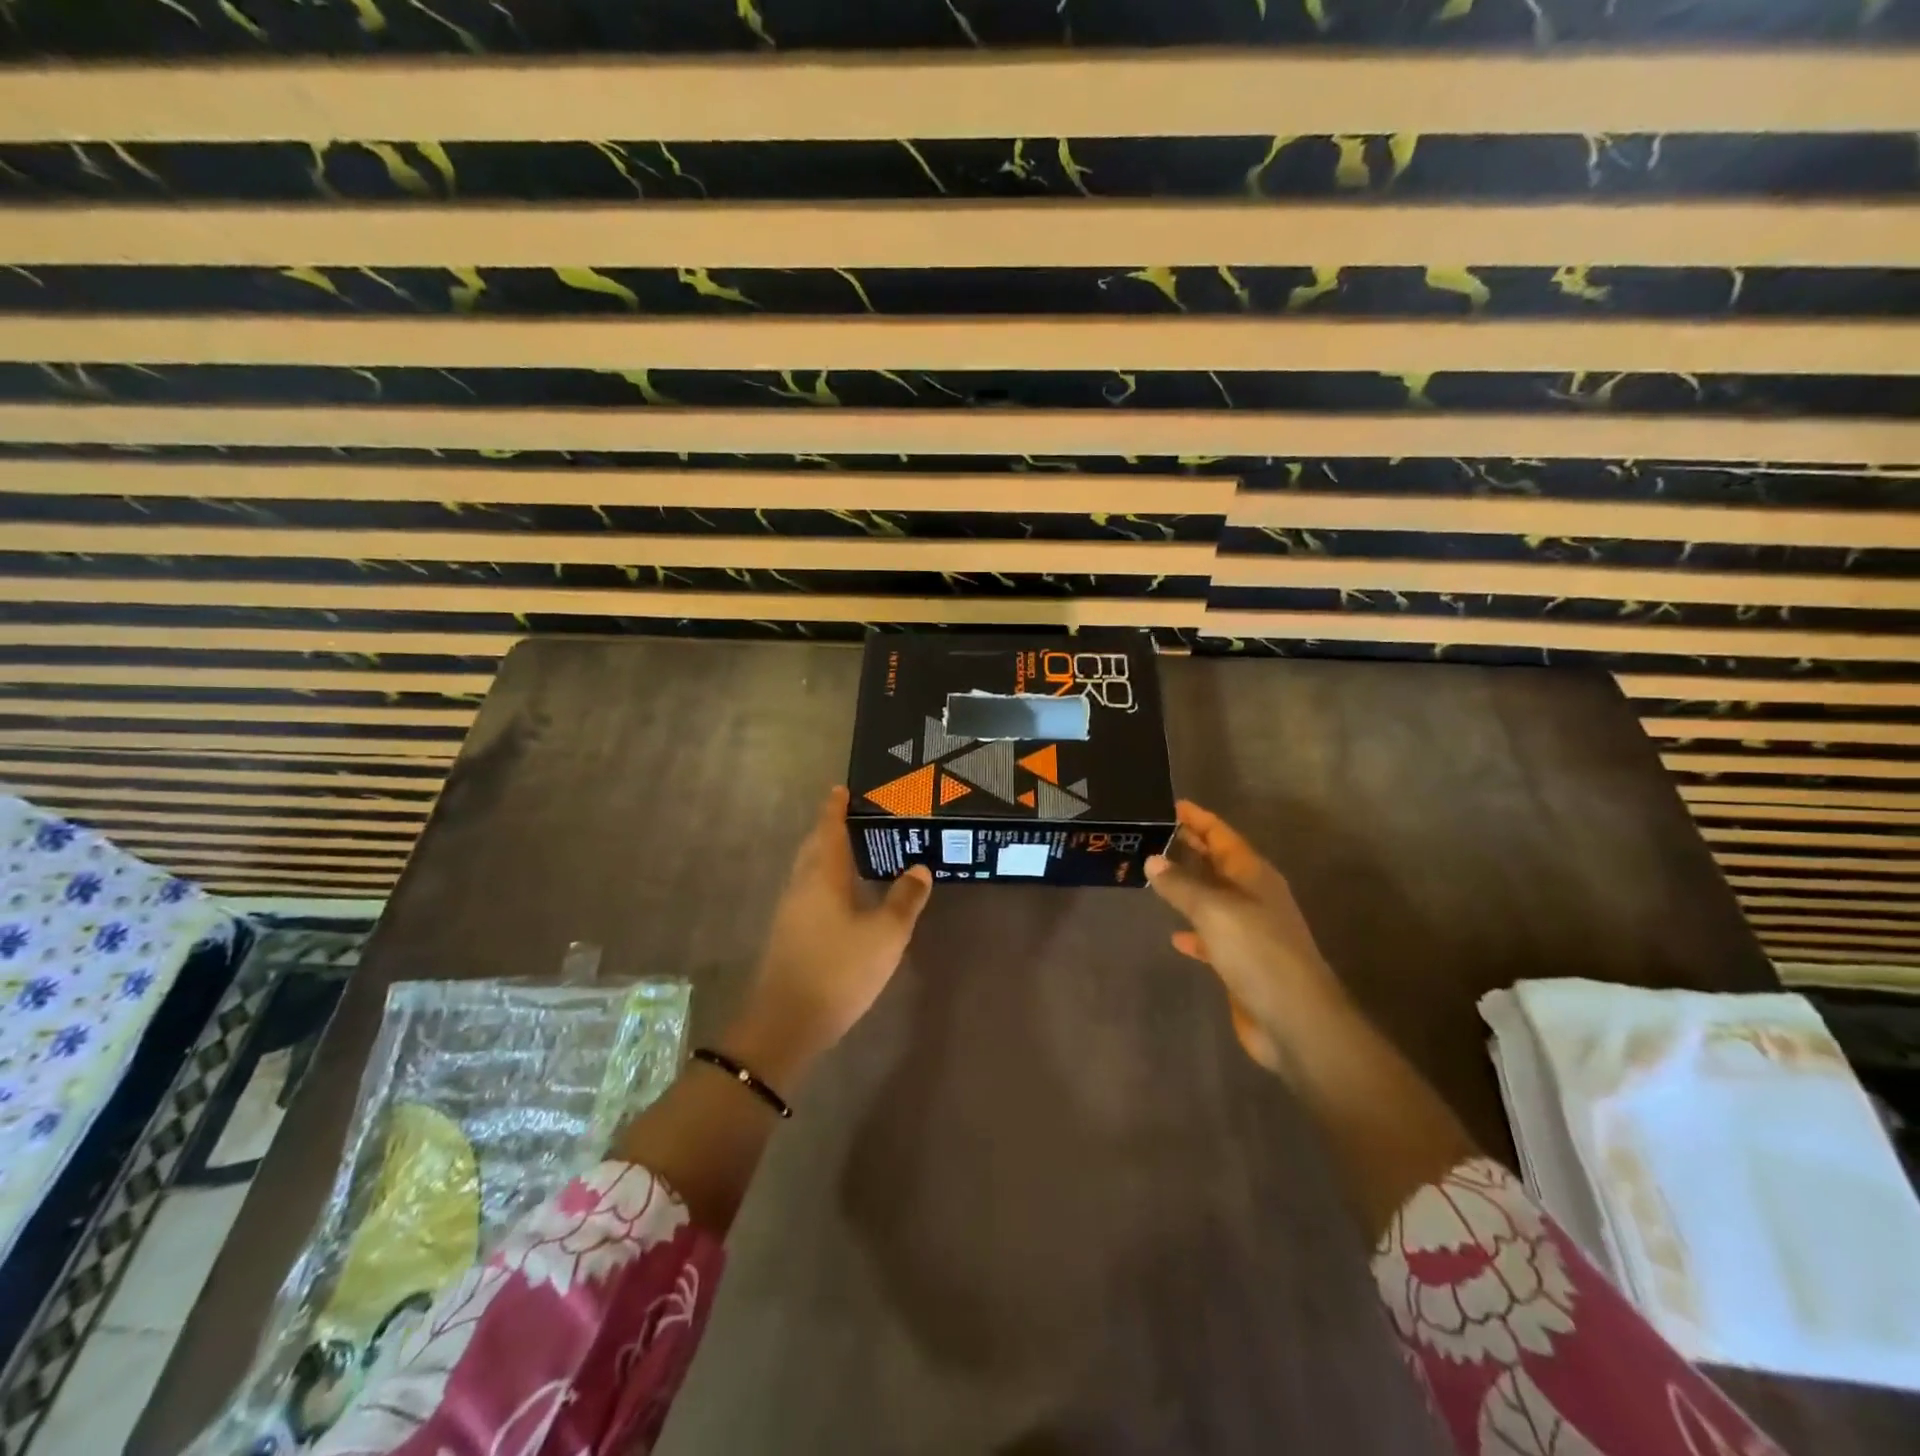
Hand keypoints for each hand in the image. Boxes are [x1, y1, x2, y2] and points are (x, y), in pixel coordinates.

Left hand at [723, 787, 932, 1092]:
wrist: (786, 1022)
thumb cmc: (838, 970)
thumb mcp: (885, 936)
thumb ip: (905, 899)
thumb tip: (920, 868)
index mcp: (822, 877)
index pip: (828, 830)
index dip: (835, 809)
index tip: (840, 789)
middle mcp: (801, 886)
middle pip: (813, 847)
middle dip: (829, 829)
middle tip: (852, 817)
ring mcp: (790, 911)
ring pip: (807, 870)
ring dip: (825, 854)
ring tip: (851, 851)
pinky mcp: (788, 934)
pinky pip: (807, 891)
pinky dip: (823, 880)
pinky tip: (841, 896)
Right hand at [1145, 800, 1350, 1075]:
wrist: (1295, 1020)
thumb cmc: (1258, 953)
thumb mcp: (1214, 911)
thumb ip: (1181, 885)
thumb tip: (1153, 860)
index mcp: (1254, 876)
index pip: (1222, 835)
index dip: (1199, 819)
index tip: (1172, 804)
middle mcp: (1254, 897)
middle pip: (1218, 863)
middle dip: (1191, 848)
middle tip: (1154, 834)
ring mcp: (1250, 931)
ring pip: (1213, 898)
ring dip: (1188, 887)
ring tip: (1155, 877)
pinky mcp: (1243, 963)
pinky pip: (1212, 937)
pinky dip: (1194, 932)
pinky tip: (1175, 936)